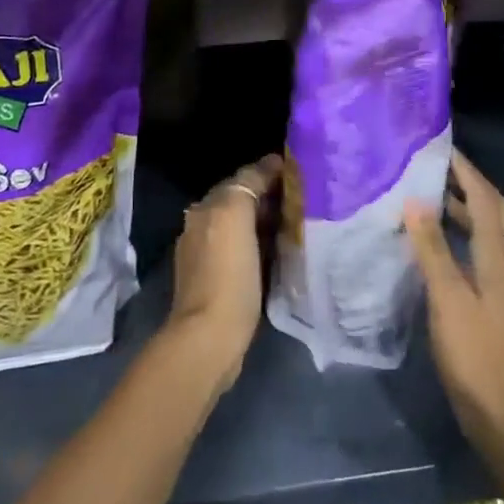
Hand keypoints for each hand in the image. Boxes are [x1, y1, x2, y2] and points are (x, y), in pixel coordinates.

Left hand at [164, 155, 281, 396]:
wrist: (209, 338)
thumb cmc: (227, 274)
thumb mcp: (235, 216)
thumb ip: (247, 184)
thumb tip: (267, 165)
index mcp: (204, 208)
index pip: (240, 178)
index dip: (267, 172)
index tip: (297, 171)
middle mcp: (201, 227)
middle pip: (240, 202)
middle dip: (267, 196)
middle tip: (302, 197)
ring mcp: (207, 258)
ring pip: (243, 227)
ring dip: (265, 222)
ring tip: (297, 222)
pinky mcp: (219, 284)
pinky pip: (245, 251)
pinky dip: (261, 245)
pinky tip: (279, 252)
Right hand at [405, 150, 503, 459]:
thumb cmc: (474, 353)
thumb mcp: (447, 298)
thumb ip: (432, 248)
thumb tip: (415, 201)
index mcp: (499, 258)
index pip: (485, 199)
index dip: (466, 171)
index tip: (442, 148)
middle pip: (495, 212)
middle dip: (470, 185)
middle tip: (436, 170)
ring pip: (491, 233)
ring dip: (467, 211)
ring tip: (432, 199)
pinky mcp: (501, 303)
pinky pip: (485, 253)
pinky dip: (466, 236)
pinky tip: (442, 247)